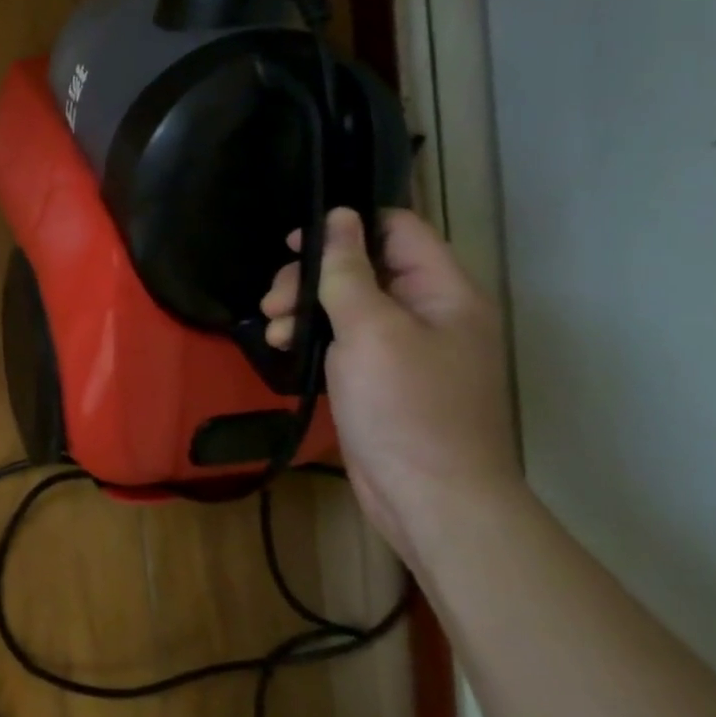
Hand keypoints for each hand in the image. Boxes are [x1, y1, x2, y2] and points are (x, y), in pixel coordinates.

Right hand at [262, 208, 522, 563]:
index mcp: (443, 292)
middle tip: (274, 300)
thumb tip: (338, 217)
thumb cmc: (406, 407)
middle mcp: (427, 313)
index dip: (348, 226)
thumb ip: (349, 271)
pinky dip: (311, 339)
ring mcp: (404, 348)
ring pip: (345, 305)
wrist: (430, 499)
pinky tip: (282, 349)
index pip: (398, 230)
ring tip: (272, 332)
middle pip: (363, 268)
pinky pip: (342, 340)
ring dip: (303, 309)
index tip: (297, 241)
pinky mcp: (380, 378)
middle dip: (312, 278)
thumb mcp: (371, 330)